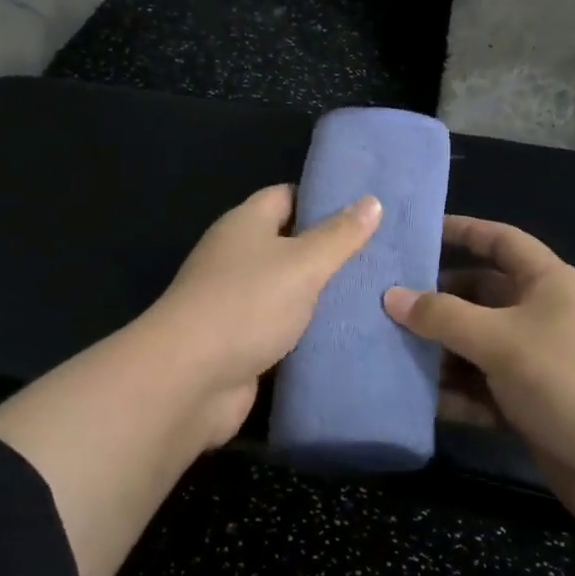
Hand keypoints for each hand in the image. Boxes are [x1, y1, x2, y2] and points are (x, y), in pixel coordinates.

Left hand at [144, 184, 381, 442]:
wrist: (190, 379)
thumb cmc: (247, 304)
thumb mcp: (302, 263)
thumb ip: (338, 235)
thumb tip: (371, 200)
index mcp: (245, 224)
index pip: (286, 196)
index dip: (324, 199)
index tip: (367, 207)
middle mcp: (237, 257)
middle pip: (289, 244)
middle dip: (331, 250)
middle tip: (383, 254)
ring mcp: (237, 301)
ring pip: (289, 289)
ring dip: (322, 295)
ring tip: (377, 292)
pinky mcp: (242, 341)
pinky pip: (283, 328)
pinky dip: (309, 331)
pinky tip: (349, 333)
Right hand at [382, 216, 574, 538]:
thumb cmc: (573, 380)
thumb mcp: (502, 340)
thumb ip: (443, 316)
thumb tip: (390, 295)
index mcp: (547, 284)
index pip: (500, 241)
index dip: (462, 231)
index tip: (416, 232)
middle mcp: (540, 317)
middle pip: (478, 296)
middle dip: (435, 300)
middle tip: (381, 302)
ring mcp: (535, 364)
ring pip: (474, 347)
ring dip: (437, 352)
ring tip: (383, 350)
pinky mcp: (529, 408)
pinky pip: (480, 391)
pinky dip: (452, 394)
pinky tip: (412, 399)